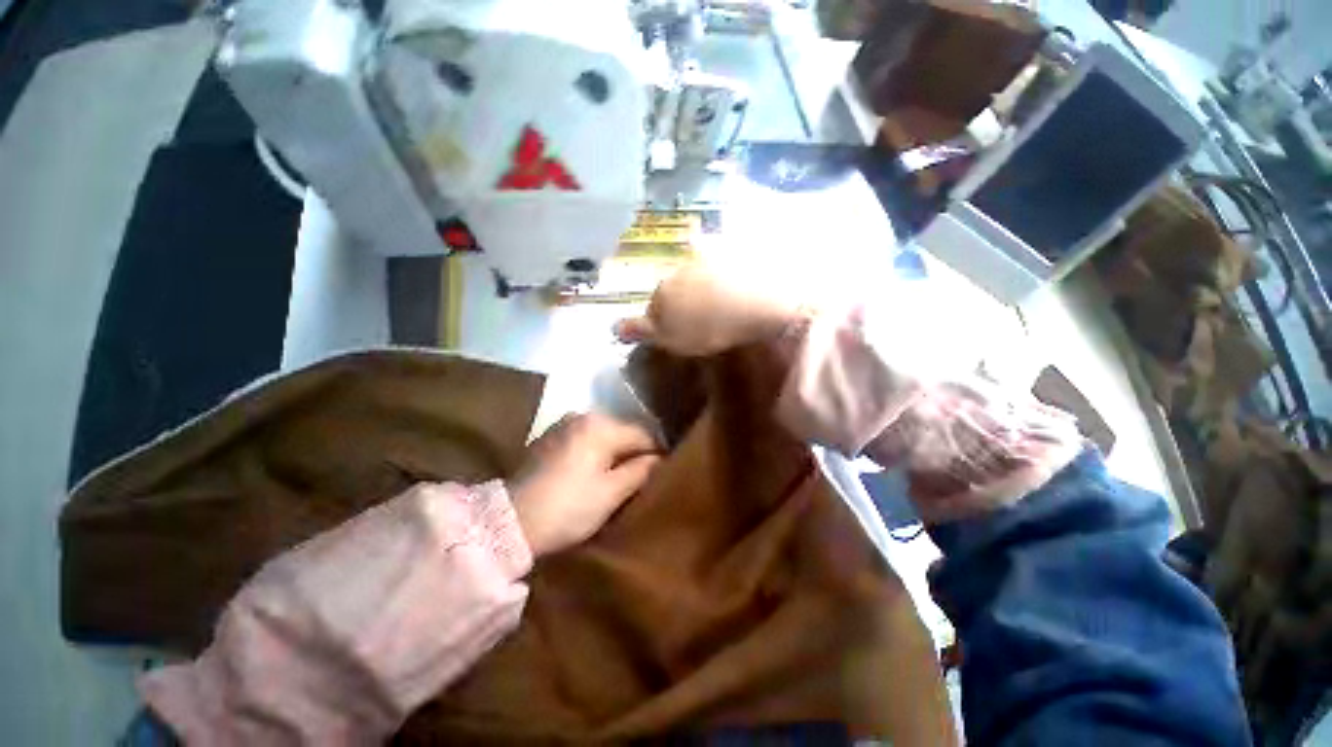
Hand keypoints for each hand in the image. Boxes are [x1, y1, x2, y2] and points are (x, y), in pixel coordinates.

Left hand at [508, 413, 660, 556]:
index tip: (664, 472)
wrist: (509, 522)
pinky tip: (594, 472)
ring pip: (603, 436)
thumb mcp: (611, 493)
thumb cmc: (568, 507)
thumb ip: (641, 471)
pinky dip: (595, 452)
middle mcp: (582, 416)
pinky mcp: (549, 437)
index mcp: (600, 425)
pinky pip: (584, 440)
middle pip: (622, 432)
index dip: (657, 453)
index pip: (643, 434)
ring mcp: (563, 424)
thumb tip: (660, 459)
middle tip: (643, 477)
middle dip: (634, 452)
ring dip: (614, 452)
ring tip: (620, 476)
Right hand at [613, 266, 798, 356]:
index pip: (652, 308)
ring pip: (693, 279)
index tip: (674, 336)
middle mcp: (678, 272)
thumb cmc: (708, 328)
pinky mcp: (729, 258)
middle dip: (678, 305)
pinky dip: (719, 277)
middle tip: (695, 324)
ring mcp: (704, 262)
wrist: (754, 303)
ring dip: (698, 292)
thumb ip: (642, 330)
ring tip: (715, 310)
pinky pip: (719, 267)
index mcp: (662, 292)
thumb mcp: (671, 338)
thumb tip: (615, 327)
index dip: (659, 323)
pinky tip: (729, 284)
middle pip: (671, 291)